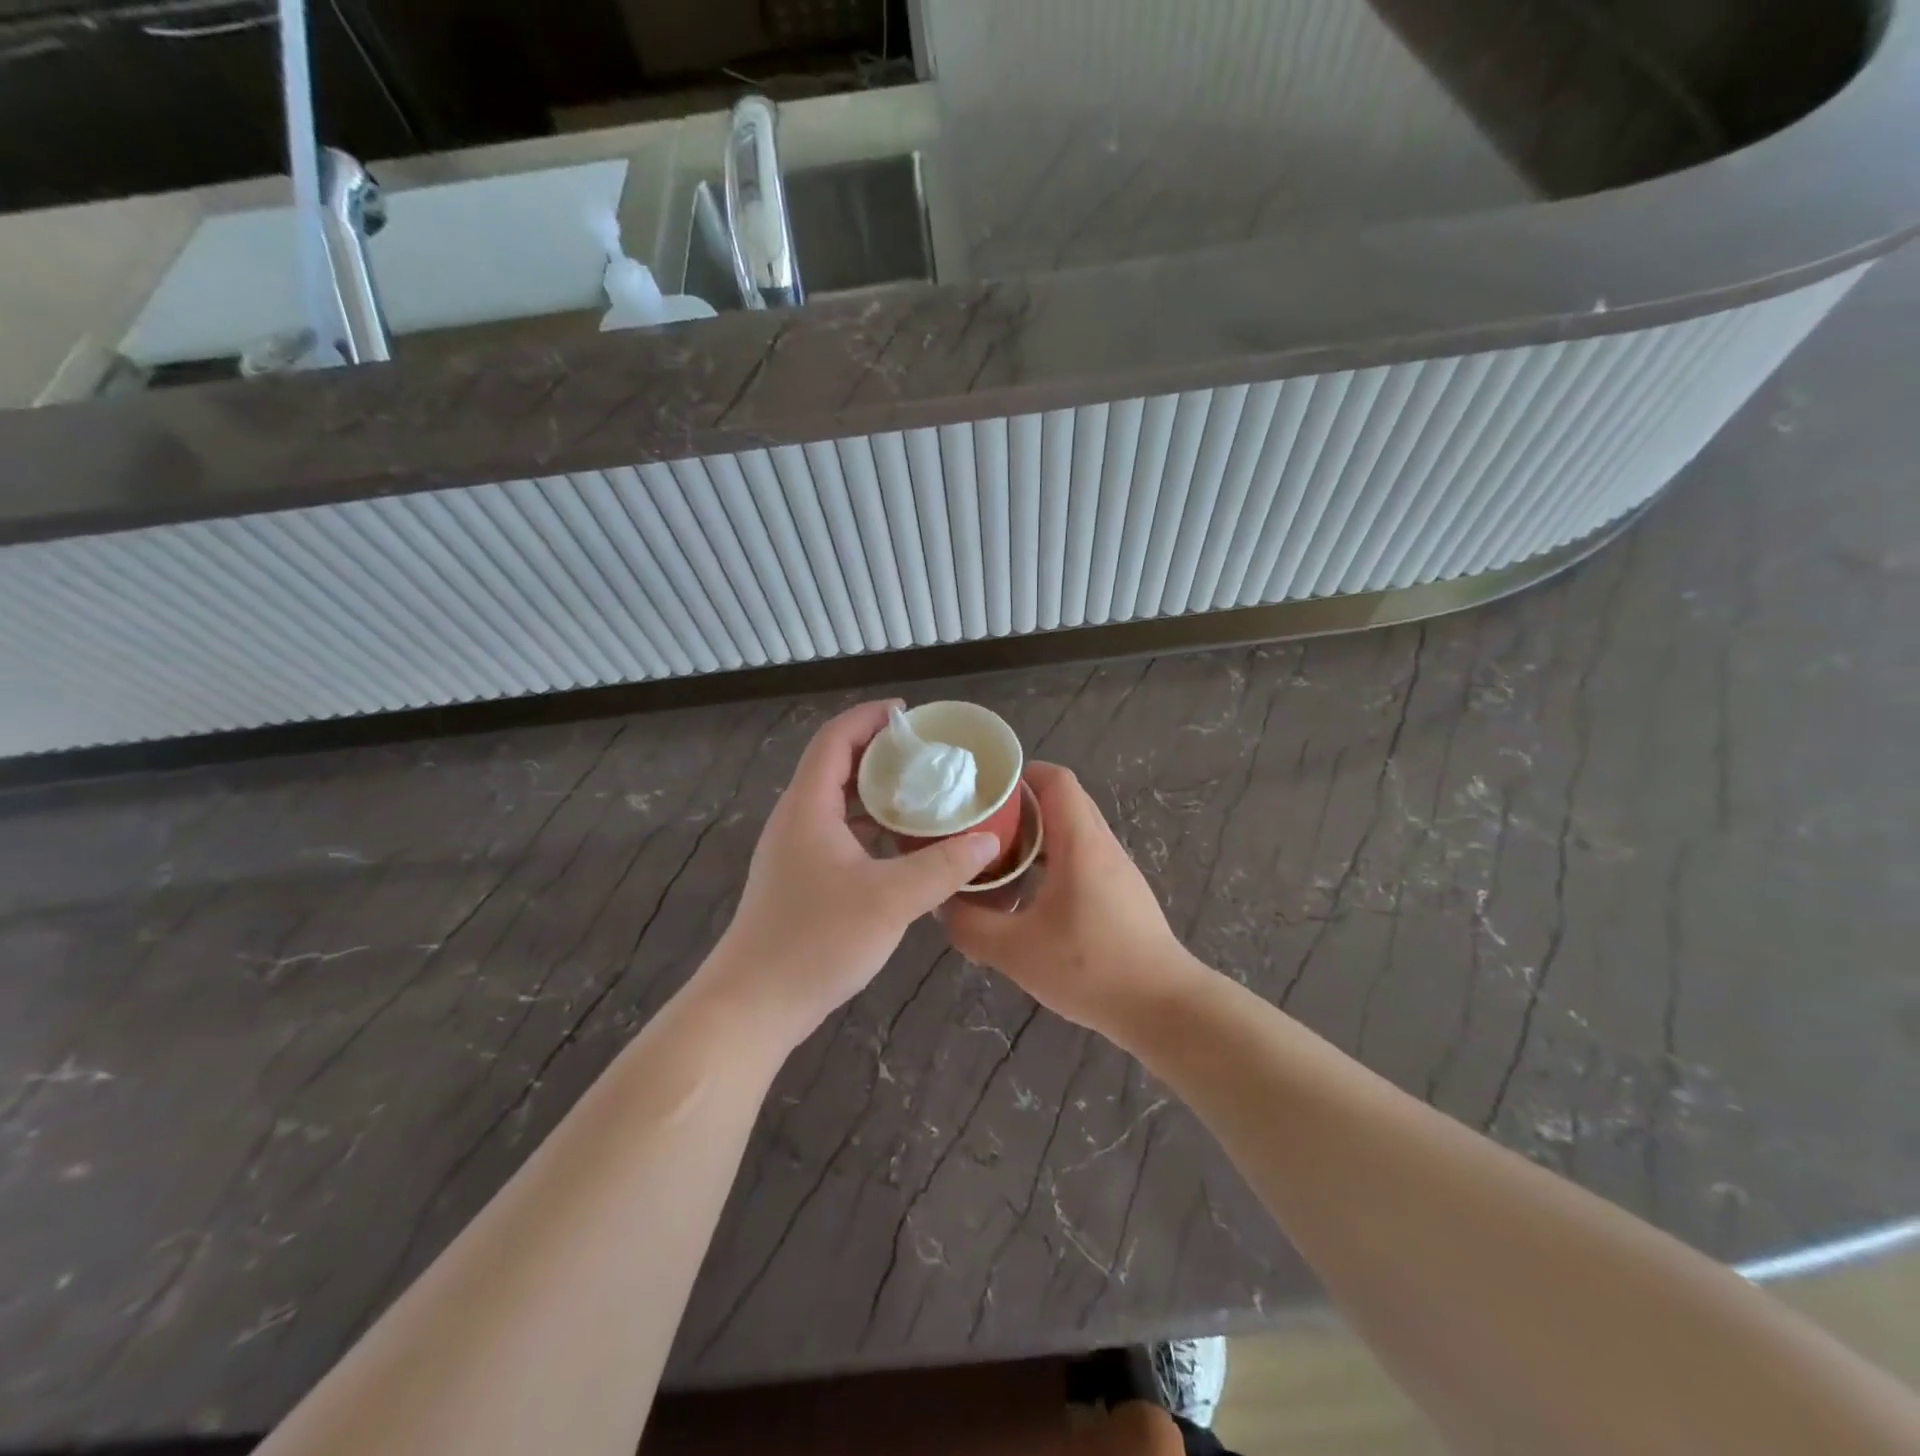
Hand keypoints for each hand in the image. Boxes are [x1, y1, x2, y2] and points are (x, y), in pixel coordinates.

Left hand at [702, 701, 1000, 1047]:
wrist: (754, 1004)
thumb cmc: (817, 941)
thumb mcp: (891, 900)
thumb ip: (943, 866)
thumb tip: (989, 839)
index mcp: (809, 806)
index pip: (835, 739)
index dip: (870, 718)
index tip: (911, 716)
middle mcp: (796, 819)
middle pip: (835, 766)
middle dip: (880, 753)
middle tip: (928, 756)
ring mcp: (794, 851)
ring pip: (837, 803)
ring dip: (876, 793)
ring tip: (923, 794)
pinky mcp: (798, 879)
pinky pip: (837, 833)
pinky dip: (869, 827)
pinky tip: (902, 845)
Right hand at [940, 763, 1201, 1040]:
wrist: (1162, 1006)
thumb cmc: (1091, 968)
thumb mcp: (1015, 951)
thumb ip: (971, 924)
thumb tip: (944, 903)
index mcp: (1081, 843)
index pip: (1056, 779)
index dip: (1020, 774)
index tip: (983, 791)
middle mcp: (1102, 845)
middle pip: (1062, 801)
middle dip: (1019, 806)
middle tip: (979, 826)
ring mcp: (1116, 870)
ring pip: (1072, 832)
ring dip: (1035, 837)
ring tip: (996, 859)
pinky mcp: (1121, 894)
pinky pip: (1082, 858)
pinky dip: (1052, 861)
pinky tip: (1028, 895)